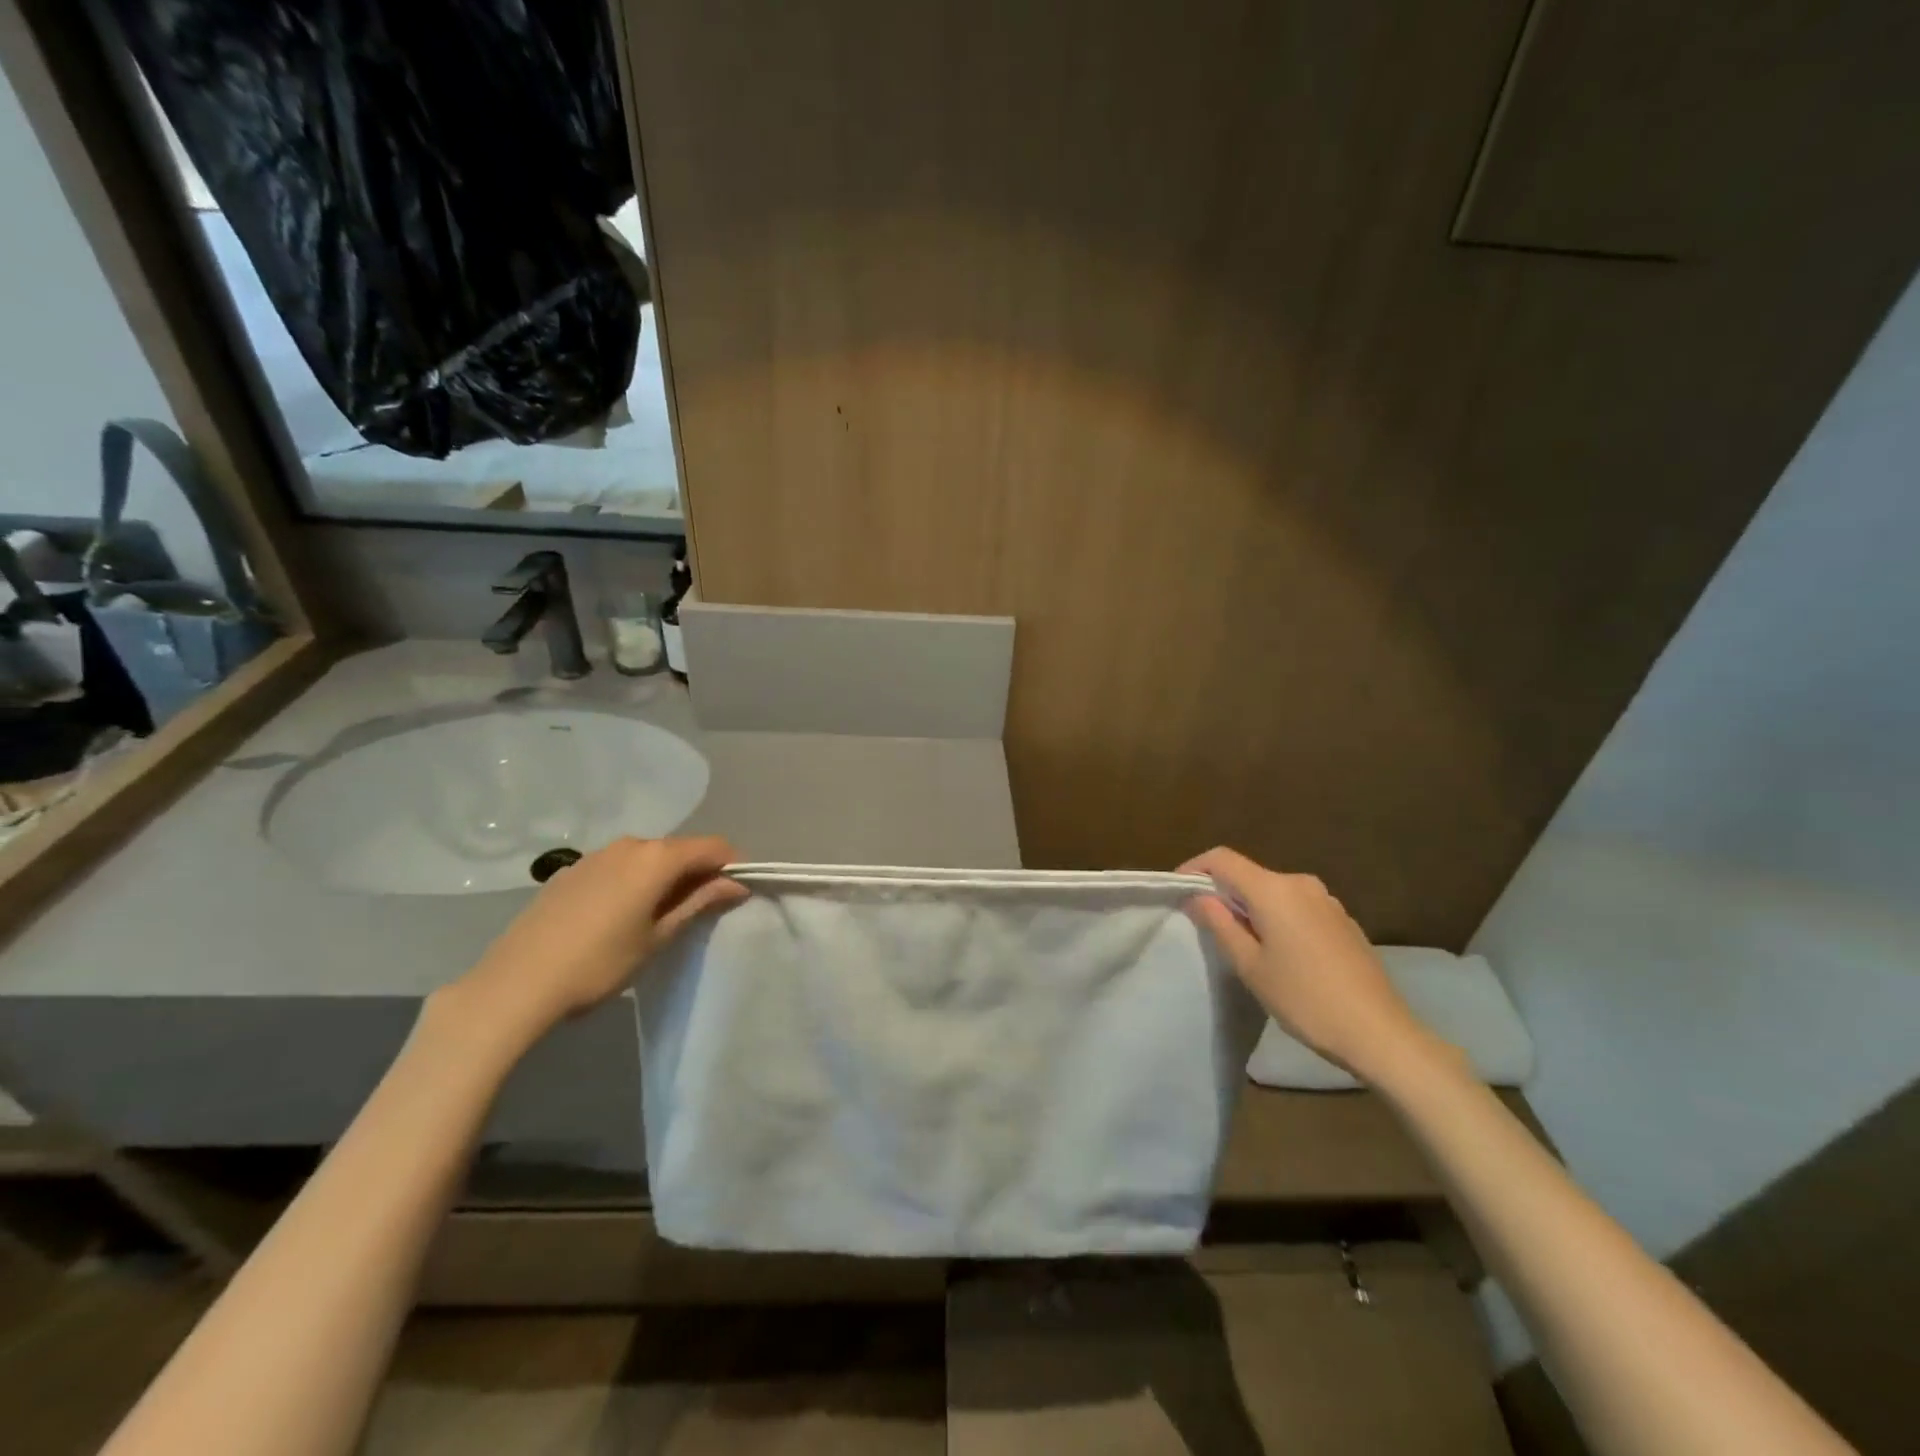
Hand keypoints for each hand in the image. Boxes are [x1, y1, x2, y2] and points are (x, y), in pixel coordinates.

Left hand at [442, 835, 747, 1050]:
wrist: (516, 984)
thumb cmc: (599, 964)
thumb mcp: (658, 937)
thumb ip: (699, 903)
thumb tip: (736, 884)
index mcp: (656, 858)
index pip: (713, 846)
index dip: (731, 866)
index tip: (735, 894)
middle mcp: (629, 844)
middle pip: (679, 849)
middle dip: (697, 872)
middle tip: (699, 911)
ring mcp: (596, 855)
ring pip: (647, 856)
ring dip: (664, 877)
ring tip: (659, 915)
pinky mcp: (571, 871)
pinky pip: (618, 866)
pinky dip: (633, 880)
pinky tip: (619, 915)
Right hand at [1180, 847, 1445, 1085]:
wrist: (1380, 1033)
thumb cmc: (1305, 999)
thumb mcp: (1250, 966)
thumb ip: (1220, 924)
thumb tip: (1199, 897)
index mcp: (1274, 890)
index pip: (1223, 859)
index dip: (1195, 868)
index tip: (1178, 891)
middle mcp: (1301, 884)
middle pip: (1249, 874)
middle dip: (1223, 892)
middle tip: (1205, 924)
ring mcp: (1327, 901)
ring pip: (1274, 892)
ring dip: (1251, 907)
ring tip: (1241, 943)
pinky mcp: (1343, 920)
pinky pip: (1297, 906)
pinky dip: (1277, 918)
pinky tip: (1280, 953)